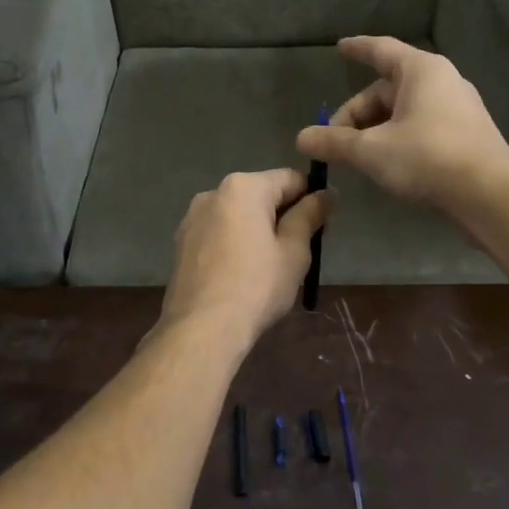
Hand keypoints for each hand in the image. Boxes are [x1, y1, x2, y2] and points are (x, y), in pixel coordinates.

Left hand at [158, 169, 332, 349]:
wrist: (201, 329)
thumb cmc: (257, 286)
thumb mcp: (294, 251)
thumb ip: (310, 215)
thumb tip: (327, 193)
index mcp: (243, 187)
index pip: (290, 179)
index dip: (313, 197)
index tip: (325, 225)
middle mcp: (213, 193)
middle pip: (261, 195)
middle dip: (284, 215)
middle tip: (302, 249)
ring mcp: (192, 219)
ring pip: (238, 215)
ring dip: (258, 230)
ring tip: (271, 265)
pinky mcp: (181, 244)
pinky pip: (218, 234)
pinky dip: (235, 244)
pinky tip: (243, 274)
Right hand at [296, 36, 508, 212]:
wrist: (489, 193)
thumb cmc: (427, 157)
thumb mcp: (371, 150)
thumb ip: (335, 142)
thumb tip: (301, 138)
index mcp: (421, 70)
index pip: (381, 49)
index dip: (357, 48)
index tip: (340, 47)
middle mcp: (443, 80)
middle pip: (388, 87)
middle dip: (358, 112)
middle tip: (335, 140)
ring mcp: (459, 107)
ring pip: (405, 109)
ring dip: (377, 128)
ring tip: (358, 155)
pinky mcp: (467, 133)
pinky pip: (423, 125)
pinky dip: (399, 136)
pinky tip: (388, 162)